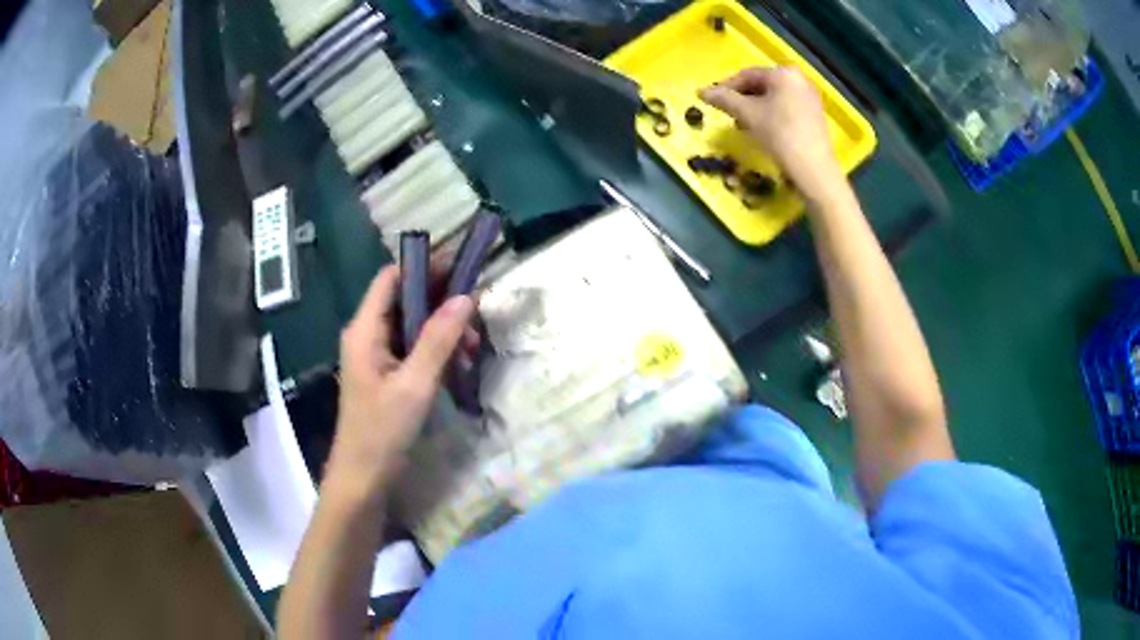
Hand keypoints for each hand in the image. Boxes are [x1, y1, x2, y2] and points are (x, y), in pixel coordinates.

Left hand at [325, 265, 475, 500]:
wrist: (363, 478)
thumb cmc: (382, 431)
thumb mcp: (415, 385)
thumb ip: (438, 339)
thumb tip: (465, 297)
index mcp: (365, 330)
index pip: (391, 278)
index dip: (423, 268)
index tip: (460, 271)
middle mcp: (368, 335)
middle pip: (405, 300)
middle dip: (441, 304)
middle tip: (476, 315)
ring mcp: (376, 355)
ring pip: (413, 326)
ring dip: (442, 331)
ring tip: (472, 348)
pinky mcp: (386, 374)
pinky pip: (413, 349)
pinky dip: (436, 351)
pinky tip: (458, 365)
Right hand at [700, 66, 841, 198]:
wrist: (813, 168)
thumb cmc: (780, 134)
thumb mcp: (747, 114)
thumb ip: (724, 99)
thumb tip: (701, 91)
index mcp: (783, 73)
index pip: (747, 75)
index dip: (726, 87)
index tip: (712, 101)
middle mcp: (799, 79)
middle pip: (762, 85)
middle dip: (742, 99)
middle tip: (728, 114)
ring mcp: (810, 97)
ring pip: (774, 97)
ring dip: (755, 108)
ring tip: (743, 124)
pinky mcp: (815, 114)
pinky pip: (787, 107)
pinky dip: (771, 114)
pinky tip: (763, 129)